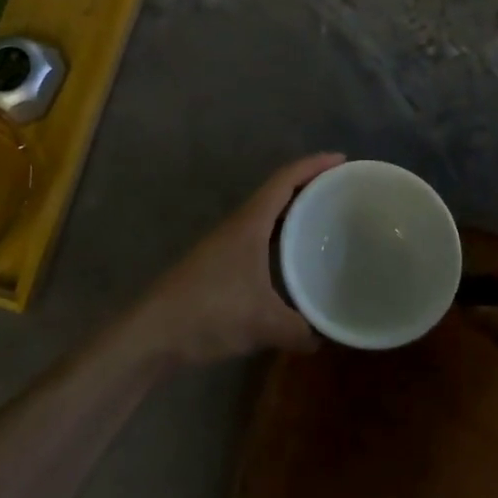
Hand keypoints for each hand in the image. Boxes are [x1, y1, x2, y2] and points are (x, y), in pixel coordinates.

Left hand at [137, 154, 344, 365]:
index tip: (342, 160)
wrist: (154, 332)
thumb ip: (298, 329)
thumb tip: (323, 338)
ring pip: (267, 216)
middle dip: (308, 185)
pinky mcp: (220, 264)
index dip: (314, 165)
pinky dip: (280, 237)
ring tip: (323, 218)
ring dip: (293, 211)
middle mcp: (239, 225)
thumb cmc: (210, 311)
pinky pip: (259, 237)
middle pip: (277, 192)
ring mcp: (226, 244)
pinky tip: (291, 259)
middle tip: (341, 189)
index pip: (285, 180)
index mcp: (250, 223)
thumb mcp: (263, 322)